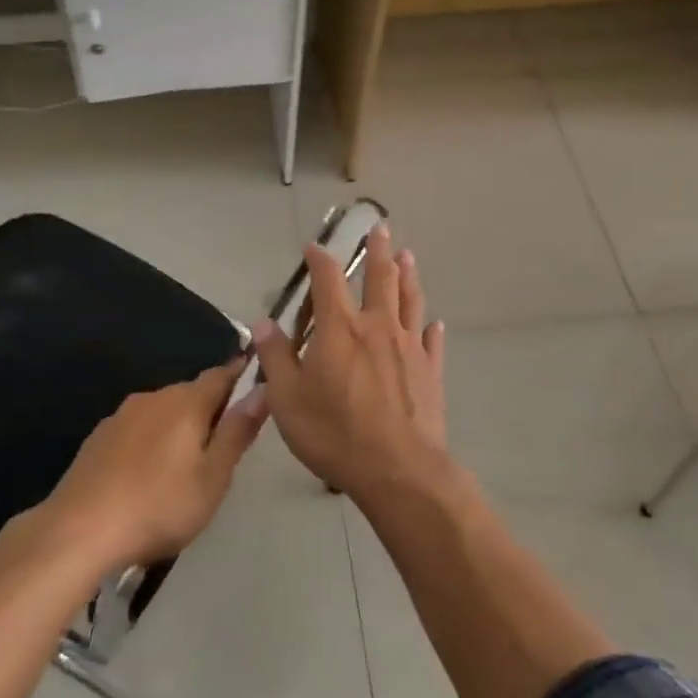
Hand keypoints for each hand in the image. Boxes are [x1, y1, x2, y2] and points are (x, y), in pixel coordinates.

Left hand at [44, 360, 268, 569]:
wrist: (78, 531)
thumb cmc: (158, 506)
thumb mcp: (212, 477)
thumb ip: (237, 432)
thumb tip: (263, 390)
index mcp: (186, 402)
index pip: (221, 375)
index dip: (240, 378)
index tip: (255, 388)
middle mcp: (153, 397)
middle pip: (191, 392)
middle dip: (210, 409)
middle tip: (223, 444)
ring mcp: (121, 416)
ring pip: (162, 410)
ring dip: (178, 426)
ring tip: (185, 464)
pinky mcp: (98, 437)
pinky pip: (137, 428)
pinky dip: (150, 440)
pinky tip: (147, 473)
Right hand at [251, 223, 449, 505]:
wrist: (398, 470)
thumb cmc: (334, 432)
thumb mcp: (287, 398)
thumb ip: (275, 357)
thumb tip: (263, 323)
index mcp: (339, 328)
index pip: (327, 279)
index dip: (320, 258)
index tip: (315, 246)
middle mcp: (377, 326)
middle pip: (379, 278)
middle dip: (377, 251)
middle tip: (380, 228)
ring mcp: (409, 347)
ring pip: (410, 300)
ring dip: (407, 276)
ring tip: (407, 256)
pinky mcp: (430, 371)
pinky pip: (432, 341)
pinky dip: (431, 329)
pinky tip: (434, 323)